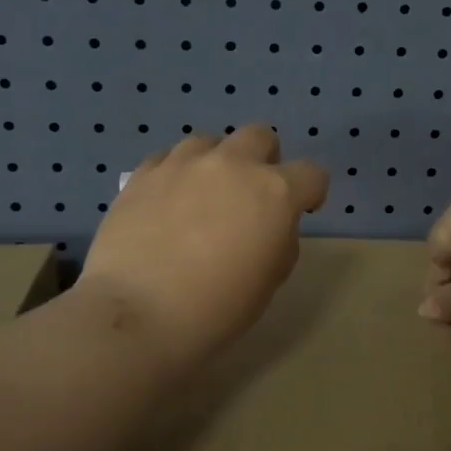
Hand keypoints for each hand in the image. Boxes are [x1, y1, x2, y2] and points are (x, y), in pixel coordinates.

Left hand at [82, 125, 328, 372]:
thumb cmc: (216, 309)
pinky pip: (168, 158)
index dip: (311, 192)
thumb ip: (279, 240)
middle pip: (260, 136)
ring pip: (209, 142)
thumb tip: (268, 225)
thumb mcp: (270, 282)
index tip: (302, 210)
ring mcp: (183, 164)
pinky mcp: (143, 173)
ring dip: (216, 163)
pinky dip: (176, 174)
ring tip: (202, 197)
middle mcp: (232, 165)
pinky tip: (166, 203)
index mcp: (274, 193)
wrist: (138, 314)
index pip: (312, 173)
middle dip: (264, 160)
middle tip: (250, 195)